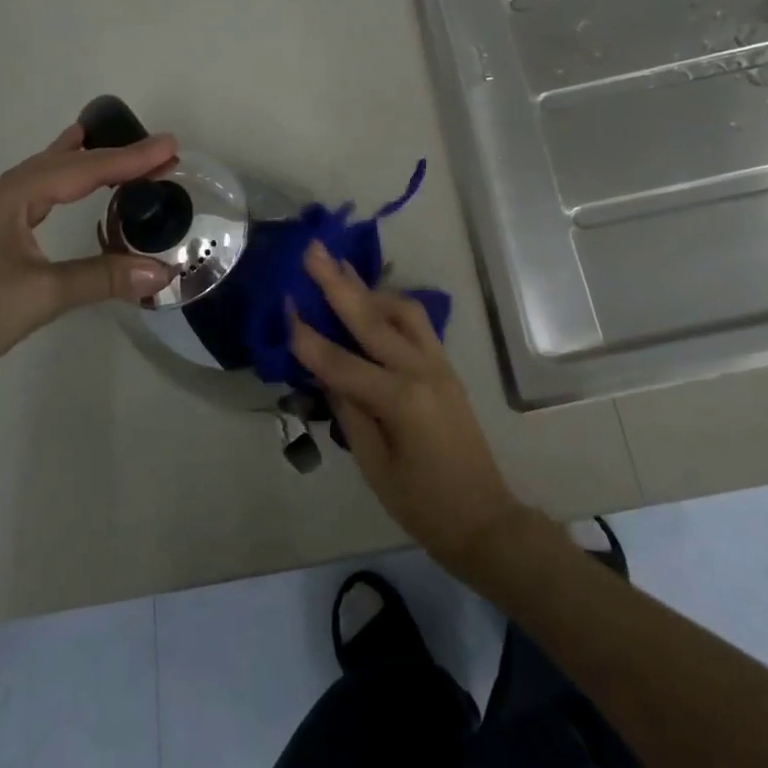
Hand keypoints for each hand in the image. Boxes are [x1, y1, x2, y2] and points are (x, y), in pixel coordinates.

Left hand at [0, 124, 178, 396]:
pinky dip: (53, 186)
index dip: (130, 160)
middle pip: (60, 165)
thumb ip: (102, 278)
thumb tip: (162, 272)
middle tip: (152, 151)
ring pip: (38, 178)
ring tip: (97, 143)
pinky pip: (27, 198)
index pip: (82, 170)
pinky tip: (52, 196)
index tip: (172, 148)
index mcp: (9, 198)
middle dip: (108, 156)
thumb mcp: (40, 295)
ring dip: (75, 163)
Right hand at [291, 241, 526, 570]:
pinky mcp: (446, 366)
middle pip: (372, 318)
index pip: (342, 361)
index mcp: (400, 399)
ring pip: (401, 310)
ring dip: (368, 288)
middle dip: (338, 283)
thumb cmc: (422, 503)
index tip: (284, 305)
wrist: (483, 517)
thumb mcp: (374, 465)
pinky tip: (372, 301)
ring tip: (339, 269)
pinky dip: (391, 306)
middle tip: (314, 250)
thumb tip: (324, 371)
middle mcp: (422, 369)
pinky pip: (417, 324)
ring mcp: (439, 363)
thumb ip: (349, 411)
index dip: (308, 337)